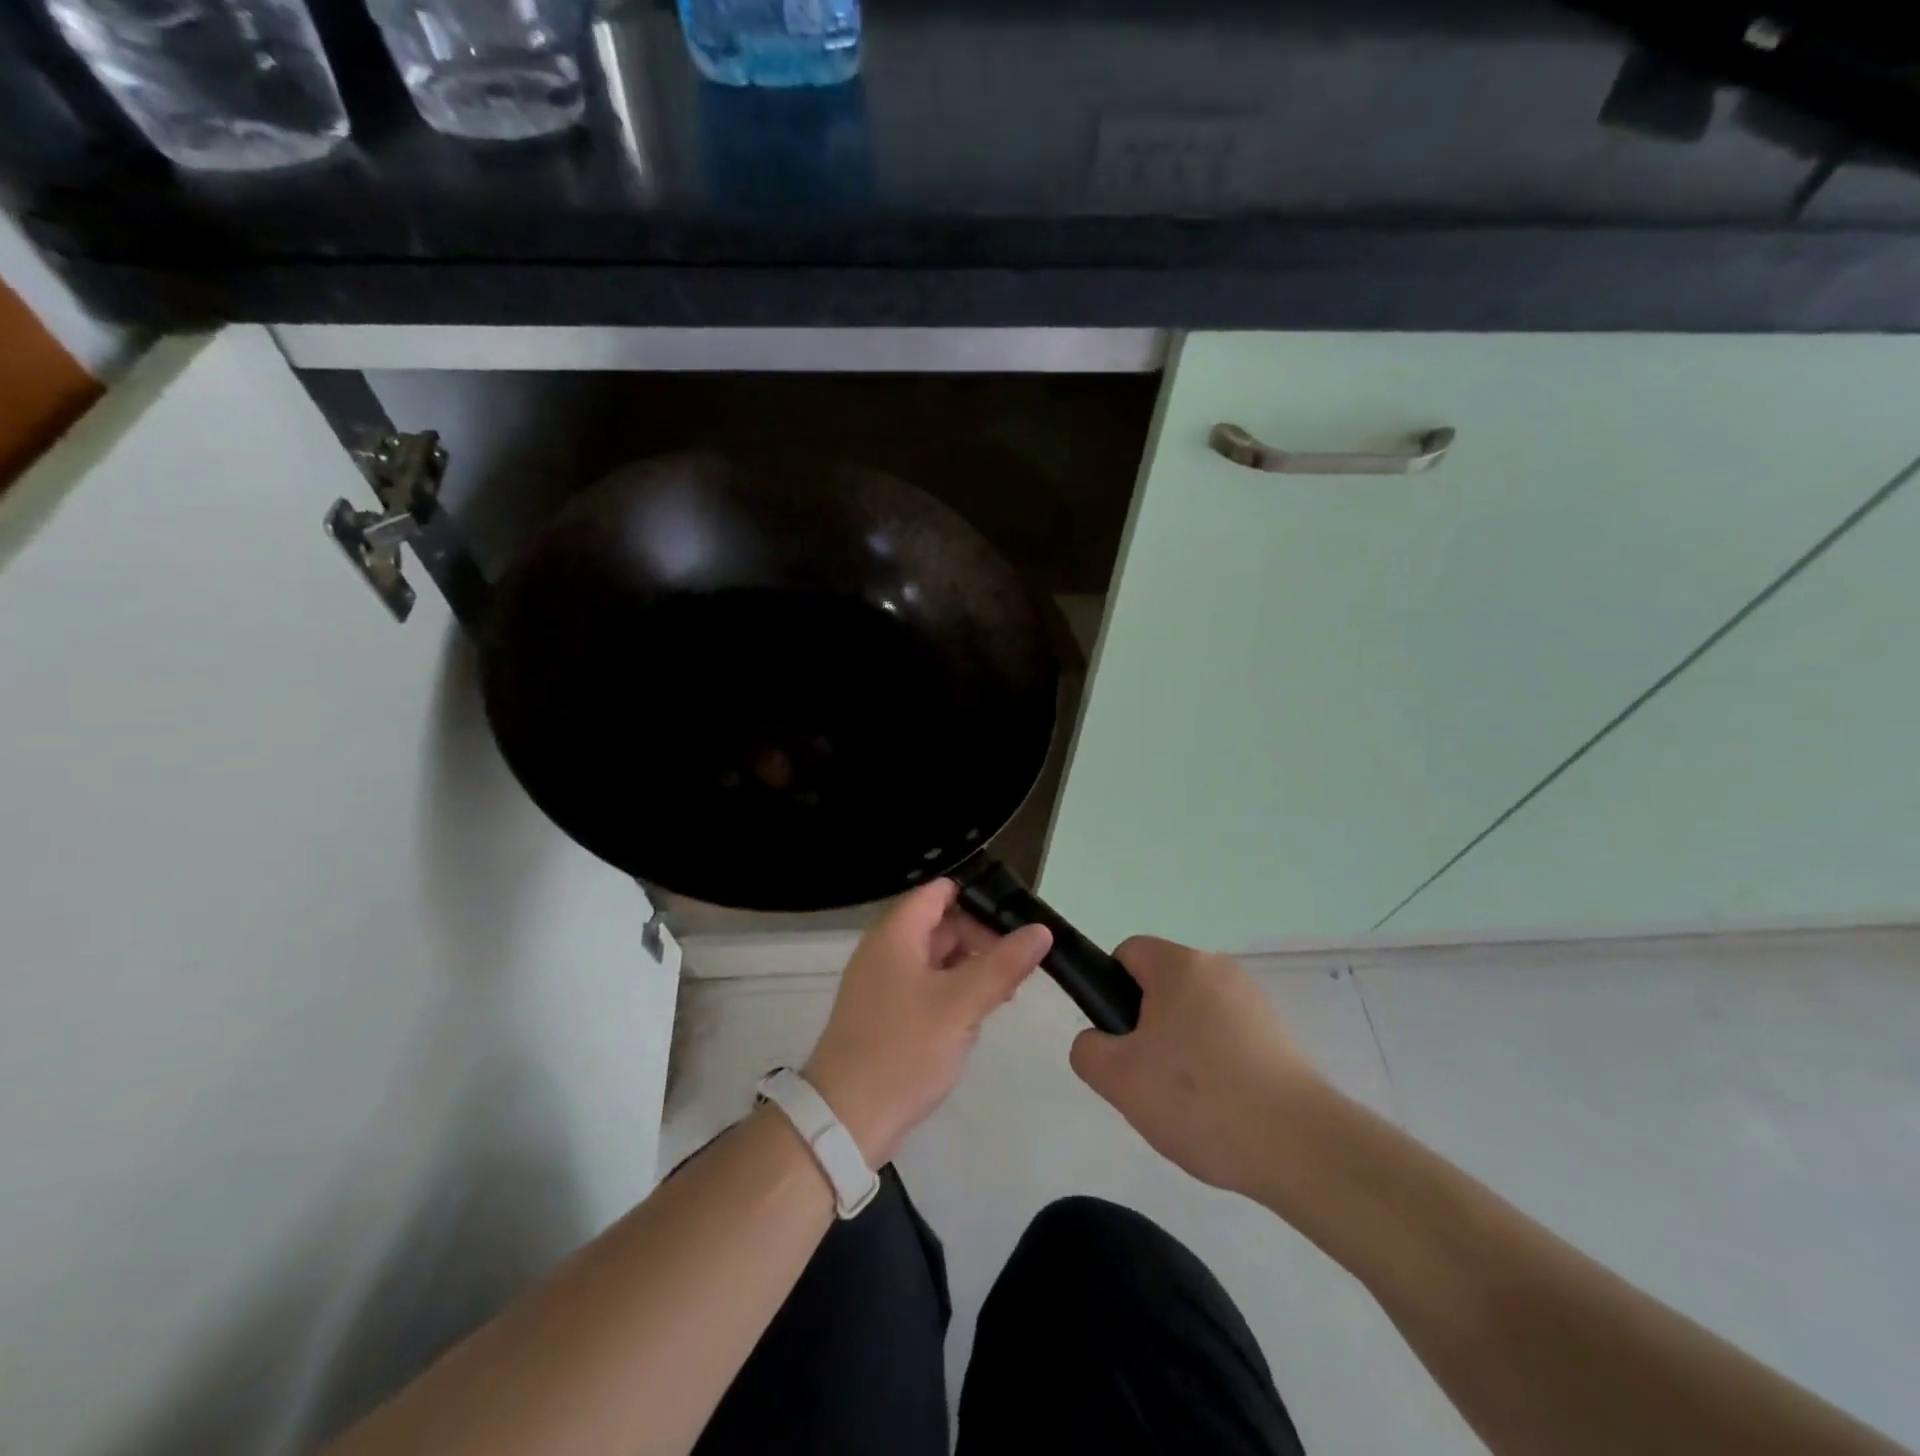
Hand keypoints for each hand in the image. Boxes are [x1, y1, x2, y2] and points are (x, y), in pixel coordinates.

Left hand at [804, 879, 1051, 1166]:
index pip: (938, 892)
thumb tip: (1041, 930)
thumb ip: (1002, 964)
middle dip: (981, 940)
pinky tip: (977, 1016)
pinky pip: (926, 988)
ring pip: (936, 959)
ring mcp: (882, 984)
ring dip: (971, 969)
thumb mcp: (961, 1004)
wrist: (845, 1120)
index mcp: (895, 934)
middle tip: (1020, 966)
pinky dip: (953, 993)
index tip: (1017, 917)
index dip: (977, 897)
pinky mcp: (885, 1015)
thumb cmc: (903, 1050)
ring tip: (1008, 992)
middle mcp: (885, 950)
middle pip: (940, 925)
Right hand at [1070, 936, 1318, 1195]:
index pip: (1128, 953)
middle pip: (1162, 985)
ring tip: (1186, 1102)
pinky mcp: (1278, 1034)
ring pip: (1194, 1013)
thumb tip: (1099, 1042)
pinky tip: (1220, 1109)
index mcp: (1180, 965)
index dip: (1111, 990)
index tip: (1120, 1038)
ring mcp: (1254, 1000)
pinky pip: (1226, 1037)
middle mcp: (1219, 969)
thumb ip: (1088, 1049)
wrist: (1300, 1146)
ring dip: (1181, 1047)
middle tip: (1147, 1078)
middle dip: (1146, 1025)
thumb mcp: (1118, 1078)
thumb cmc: (1198, 1099)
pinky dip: (1215, 1063)